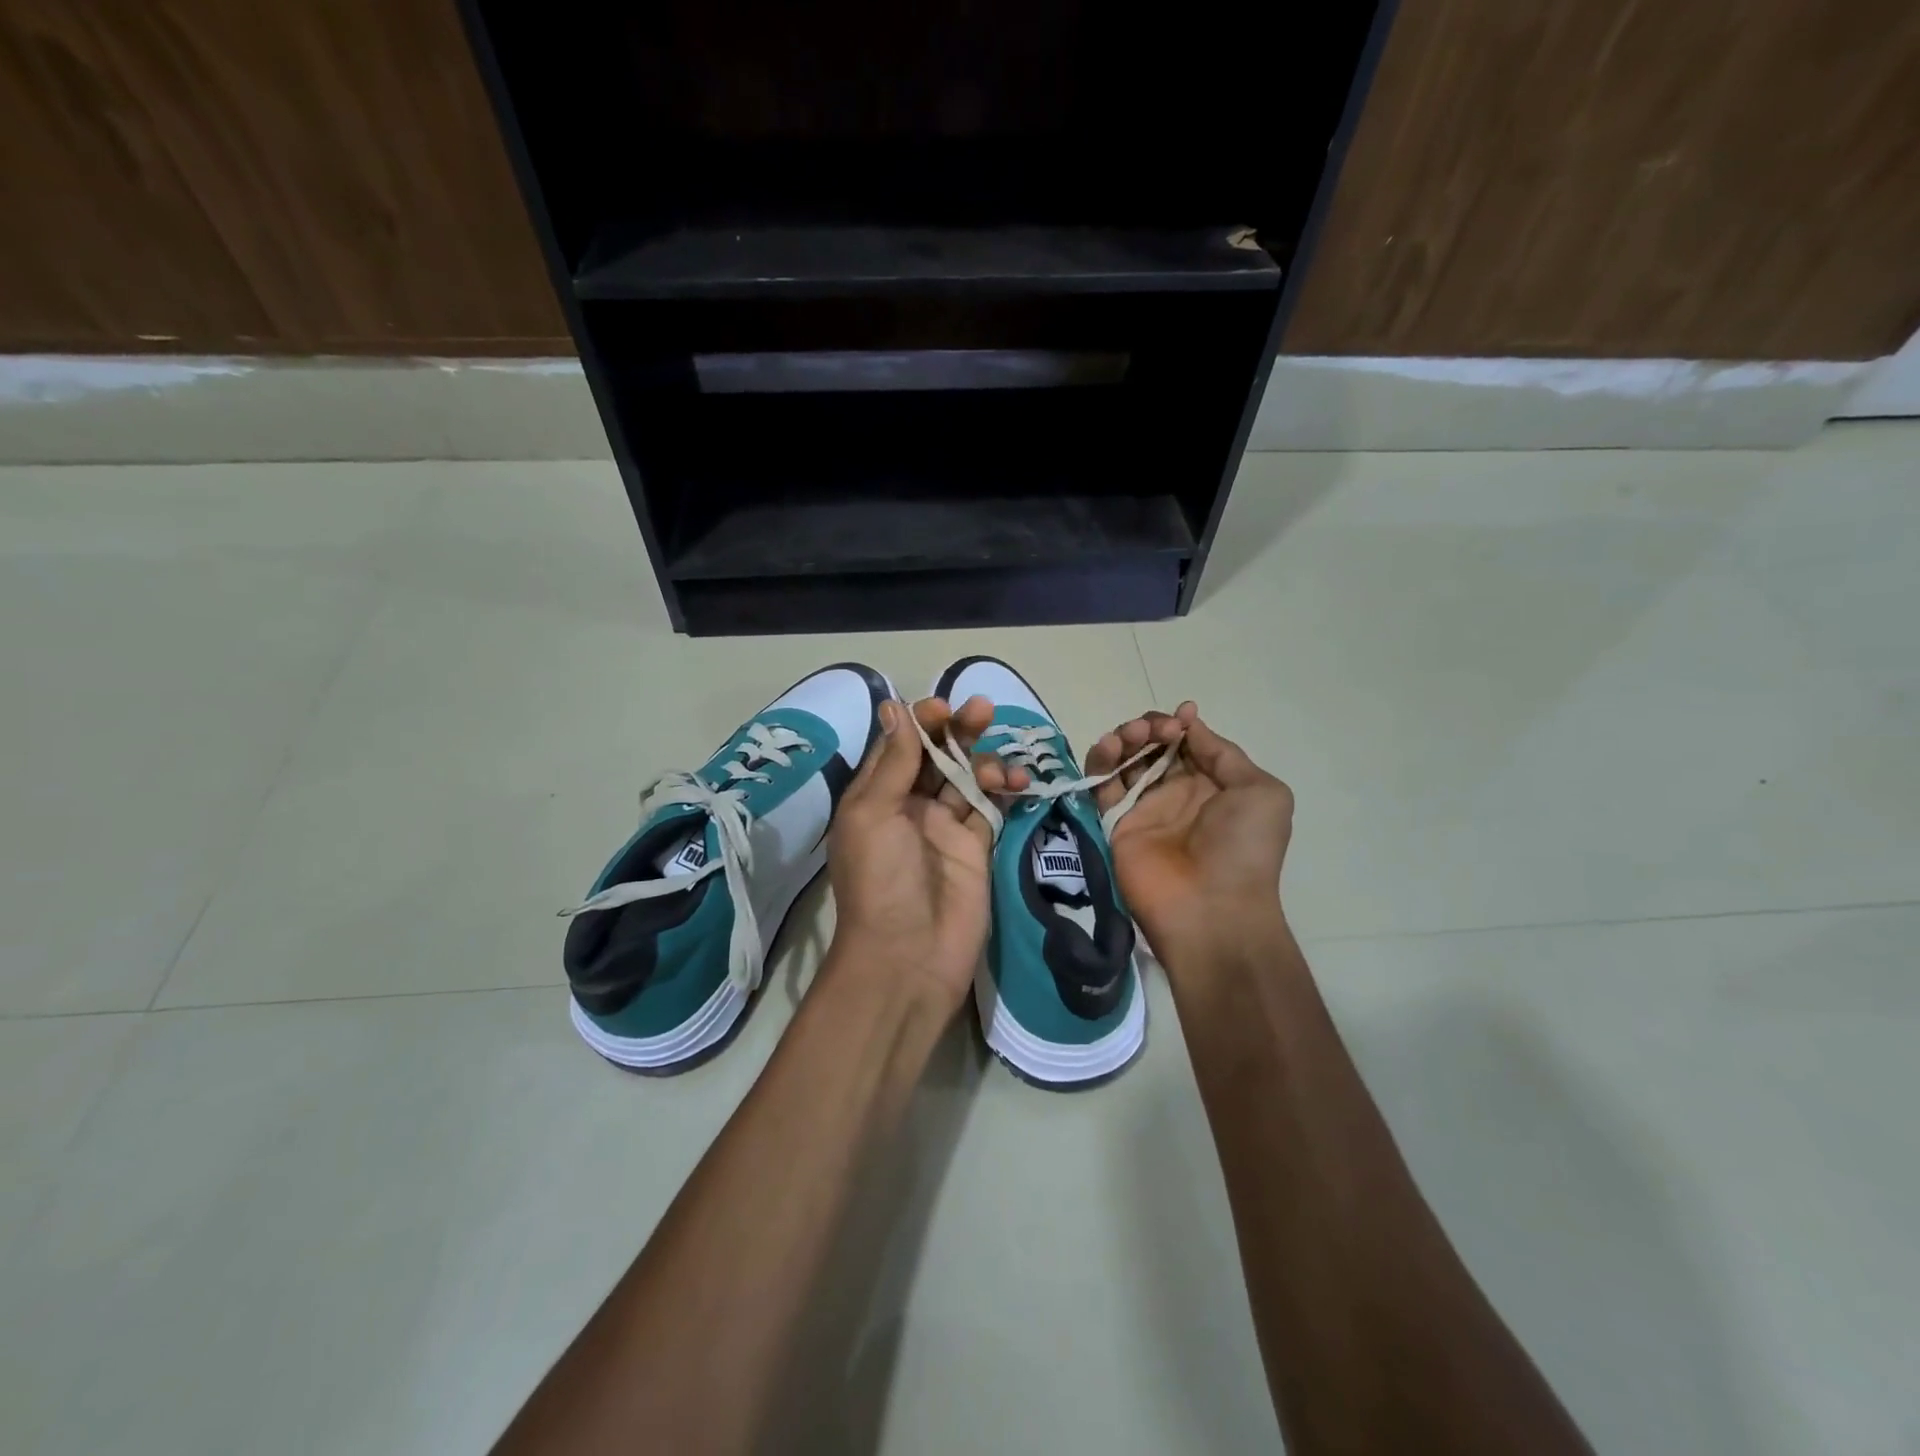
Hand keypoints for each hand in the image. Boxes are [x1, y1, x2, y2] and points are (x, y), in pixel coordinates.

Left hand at [825, 695, 999, 1011]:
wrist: (909, 956)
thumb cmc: (881, 880)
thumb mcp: (873, 815)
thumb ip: (894, 762)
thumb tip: (894, 706)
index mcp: (877, 795)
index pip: (901, 744)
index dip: (921, 721)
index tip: (943, 710)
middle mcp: (910, 805)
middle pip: (937, 754)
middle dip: (958, 729)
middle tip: (982, 710)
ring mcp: (946, 826)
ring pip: (968, 775)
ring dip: (984, 759)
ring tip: (999, 766)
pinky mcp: (977, 846)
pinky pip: (992, 805)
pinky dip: (1005, 788)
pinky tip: (1017, 780)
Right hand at [1085, 702, 1294, 971]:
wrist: (1211, 910)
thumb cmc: (1244, 849)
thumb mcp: (1260, 793)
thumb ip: (1224, 754)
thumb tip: (1190, 725)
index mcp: (1212, 785)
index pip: (1188, 743)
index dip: (1180, 724)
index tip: (1180, 716)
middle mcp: (1175, 793)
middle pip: (1152, 746)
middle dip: (1151, 727)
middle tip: (1155, 731)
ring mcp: (1143, 807)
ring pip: (1124, 760)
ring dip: (1125, 737)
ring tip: (1130, 736)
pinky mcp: (1114, 822)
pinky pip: (1101, 784)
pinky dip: (1100, 761)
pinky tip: (1109, 748)